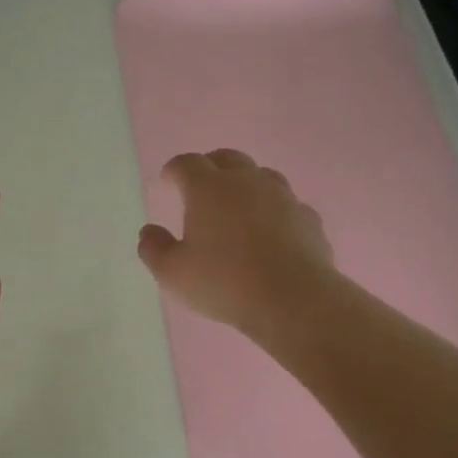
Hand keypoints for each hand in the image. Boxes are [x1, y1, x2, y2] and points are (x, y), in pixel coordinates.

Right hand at [138, 149, 336, 334]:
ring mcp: (282, 197)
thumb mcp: (173, 274)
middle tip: (200, 187)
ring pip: (261, 176)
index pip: (187, 164)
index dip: (174, 170)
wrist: (293, 298)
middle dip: (210, 167)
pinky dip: (273, 211)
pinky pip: (286, 205)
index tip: (167, 182)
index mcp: (208, 189)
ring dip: (245, 184)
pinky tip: (270, 232)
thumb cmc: (224, 282)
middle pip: (227, 158)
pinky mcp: (308, 218)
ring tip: (237, 206)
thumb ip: (154, 249)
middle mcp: (246, 182)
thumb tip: (149, 232)